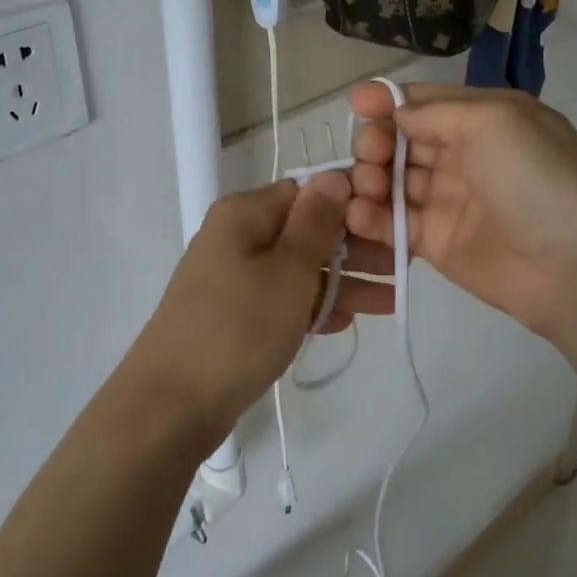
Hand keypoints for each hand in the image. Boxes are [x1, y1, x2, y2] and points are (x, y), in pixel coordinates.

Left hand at [122, 174, 393, 448]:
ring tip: (390, 301)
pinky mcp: (233, 314)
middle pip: (305, 232)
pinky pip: (280, 300)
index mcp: (244, 213)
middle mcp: (235, 237)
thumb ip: (315, 222)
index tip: (392, 226)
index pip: (307, 192)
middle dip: (354, 249)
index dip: (350, 206)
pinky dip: (311, 307)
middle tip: (402, 268)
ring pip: (297, 269)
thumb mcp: (288, 269)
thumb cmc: (239, 326)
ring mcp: (232, 278)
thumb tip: (333, 175)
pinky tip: (346, 322)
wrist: (173, 401)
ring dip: (342, 283)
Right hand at [346, 83, 576, 339]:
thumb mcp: (493, 120)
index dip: (387, 101)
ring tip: (364, 187)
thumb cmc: (535, 177)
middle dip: (376, 142)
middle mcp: (462, 156)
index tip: (356, 105)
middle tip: (370, 155)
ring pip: (391, 182)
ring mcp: (447, 201)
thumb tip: (395, 113)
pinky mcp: (434, 242)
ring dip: (368, 179)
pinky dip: (369, 217)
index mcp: (482, 120)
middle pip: (401, 141)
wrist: (572, 262)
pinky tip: (357, 214)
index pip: (424, 103)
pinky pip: (392, 224)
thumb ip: (435, 111)